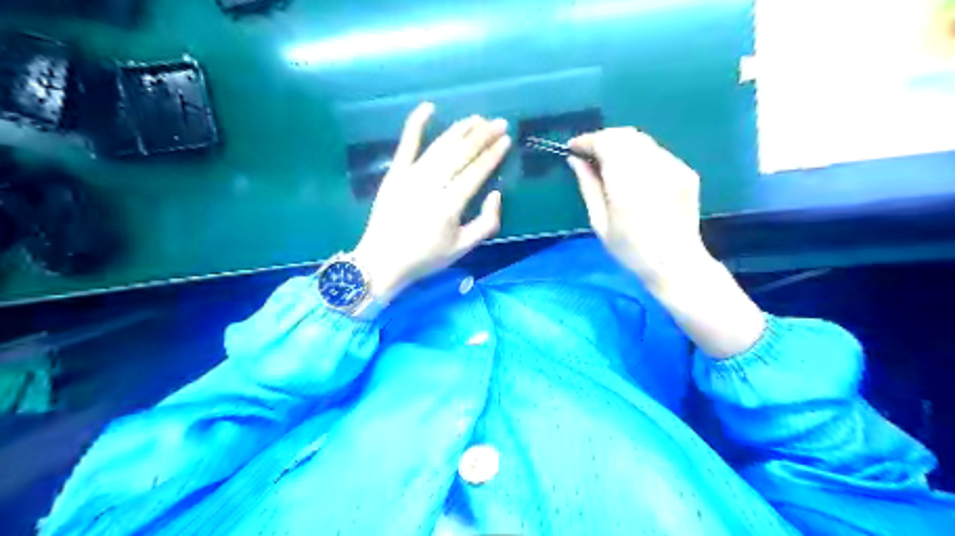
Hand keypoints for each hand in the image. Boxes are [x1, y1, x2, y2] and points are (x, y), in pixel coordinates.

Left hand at [351, 101, 515, 300]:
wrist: (382, 261)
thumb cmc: (426, 257)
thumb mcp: (463, 248)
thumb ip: (487, 222)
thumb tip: (495, 193)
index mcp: (450, 205)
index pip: (477, 171)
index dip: (493, 154)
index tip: (506, 139)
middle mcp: (432, 185)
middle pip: (461, 153)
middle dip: (482, 136)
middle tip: (498, 123)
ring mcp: (411, 176)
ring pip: (440, 146)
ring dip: (460, 130)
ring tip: (476, 119)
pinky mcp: (394, 173)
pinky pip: (406, 144)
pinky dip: (416, 124)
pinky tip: (428, 107)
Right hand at [566, 129, 765, 356]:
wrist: (675, 263)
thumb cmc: (630, 249)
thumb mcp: (600, 222)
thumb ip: (588, 186)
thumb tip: (575, 160)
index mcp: (627, 182)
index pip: (605, 142)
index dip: (587, 141)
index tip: (573, 148)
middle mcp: (652, 167)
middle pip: (624, 135)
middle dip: (603, 139)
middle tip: (589, 155)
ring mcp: (673, 167)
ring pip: (642, 140)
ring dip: (621, 145)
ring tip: (609, 164)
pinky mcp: (685, 171)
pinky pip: (657, 153)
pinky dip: (640, 155)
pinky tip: (635, 175)